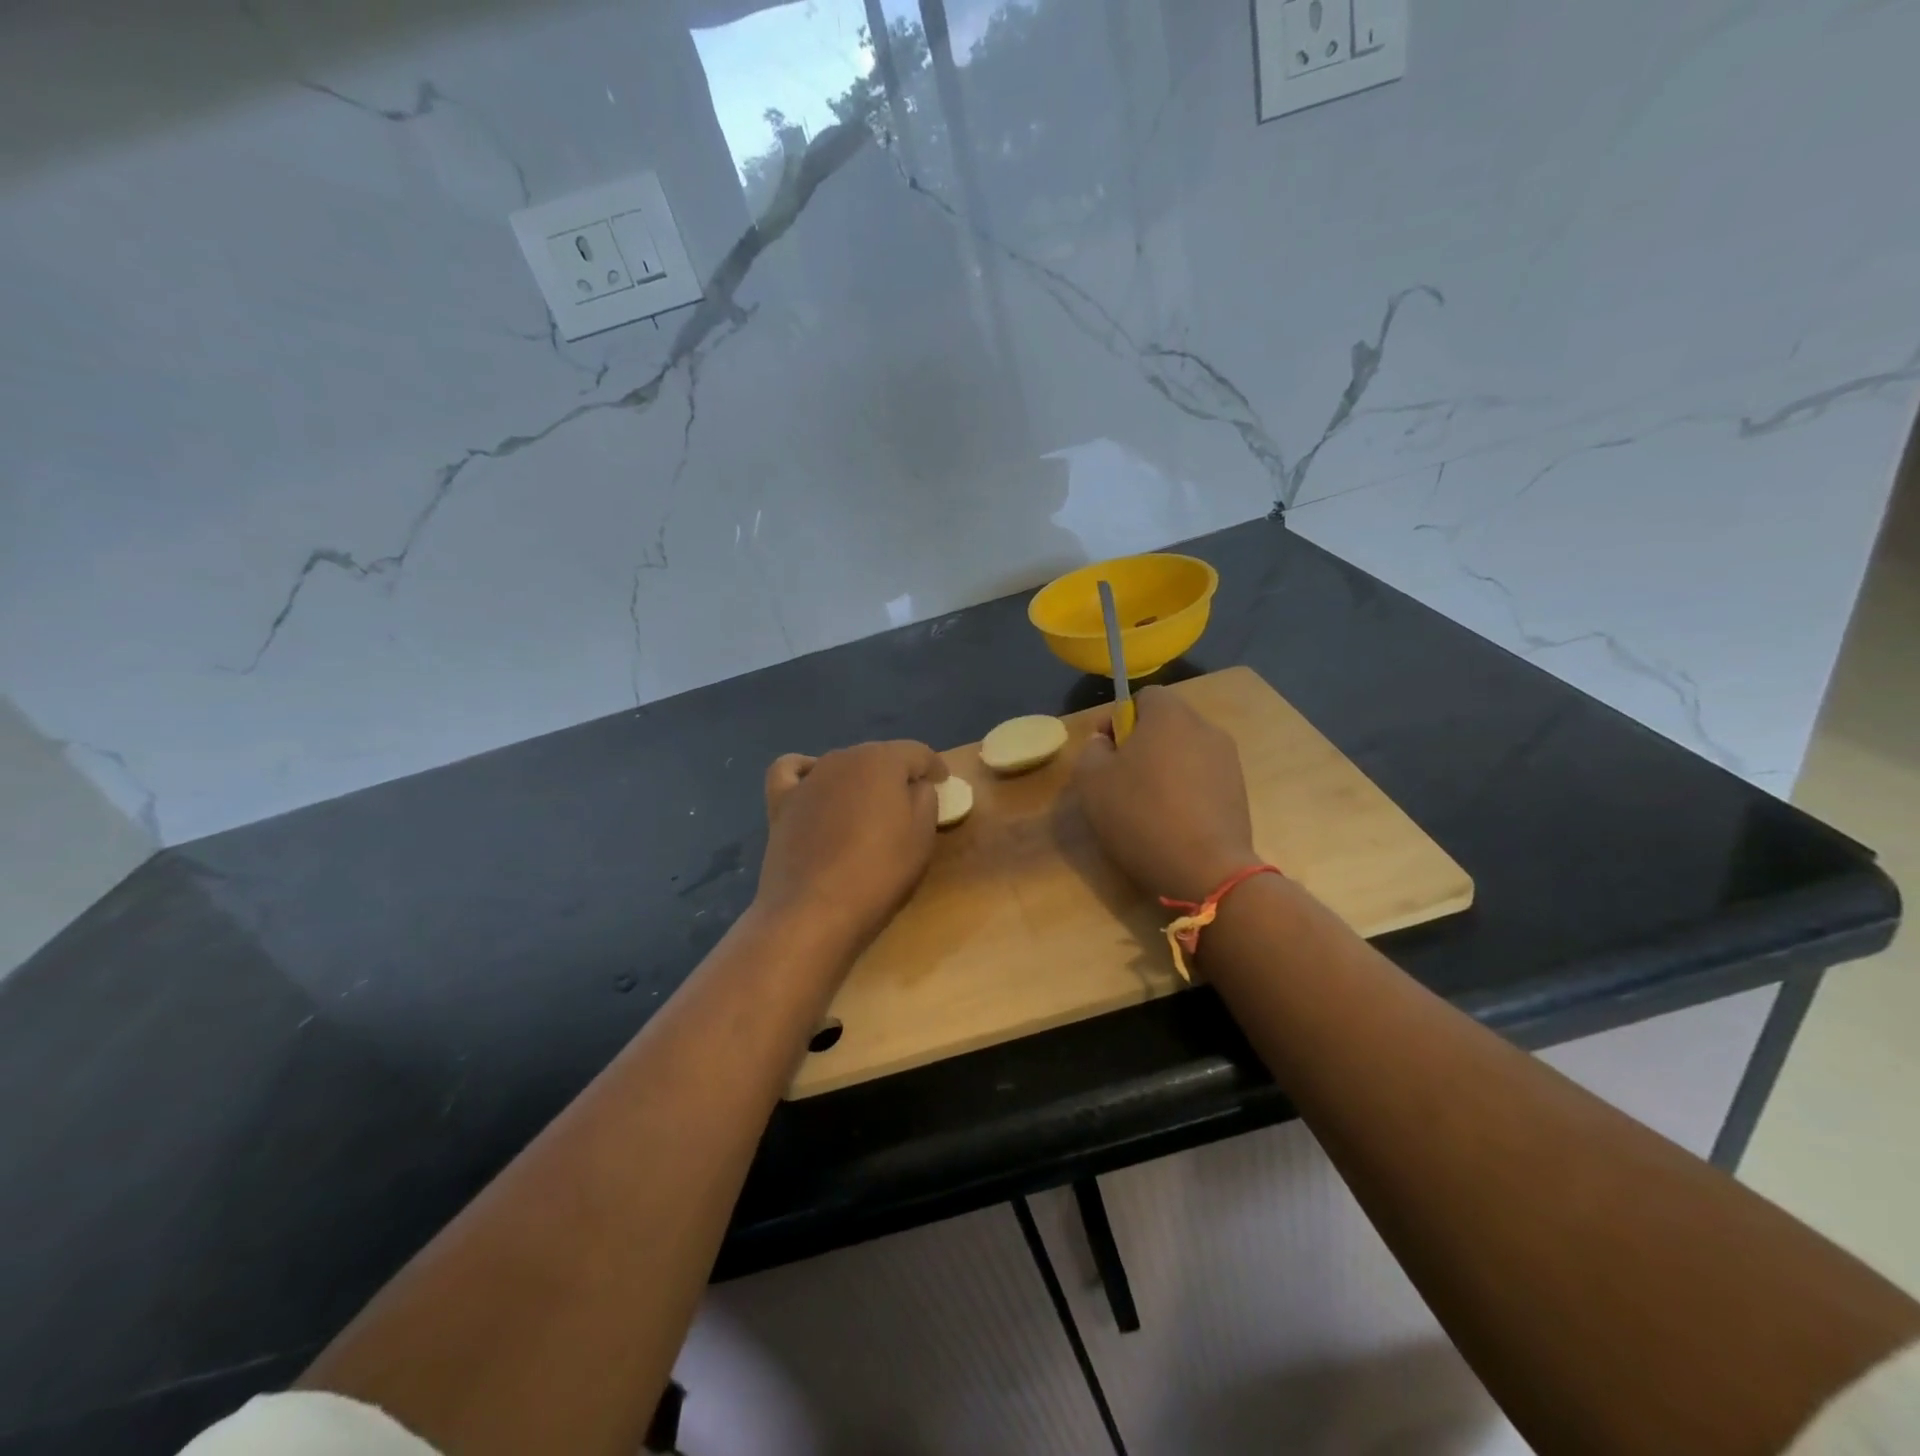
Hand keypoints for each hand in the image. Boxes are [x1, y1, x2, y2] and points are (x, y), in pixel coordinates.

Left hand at [757, 740, 947, 952]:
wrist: (813, 911)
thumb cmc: (878, 873)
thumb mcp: (922, 837)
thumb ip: (926, 799)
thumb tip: (916, 786)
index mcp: (882, 761)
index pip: (917, 752)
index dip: (934, 766)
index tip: (943, 782)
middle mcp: (843, 758)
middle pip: (878, 756)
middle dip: (897, 773)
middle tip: (910, 801)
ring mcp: (808, 779)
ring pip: (841, 765)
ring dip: (859, 778)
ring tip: (867, 806)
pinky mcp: (781, 802)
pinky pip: (792, 772)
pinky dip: (805, 772)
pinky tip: (814, 787)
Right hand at [1073, 686, 1258, 902]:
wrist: (1206, 869)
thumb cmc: (1141, 816)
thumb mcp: (1092, 782)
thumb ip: (1092, 750)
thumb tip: (1105, 742)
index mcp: (1169, 715)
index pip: (1144, 696)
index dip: (1120, 718)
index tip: (1106, 751)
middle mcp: (1204, 728)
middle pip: (1166, 724)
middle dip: (1142, 744)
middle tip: (1121, 781)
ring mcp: (1228, 760)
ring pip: (1185, 752)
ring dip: (1165, 769)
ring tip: (1147, 806)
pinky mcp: (1239, 791)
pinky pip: (1203, 778)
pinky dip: (1186, 791)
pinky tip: (1172, 822)